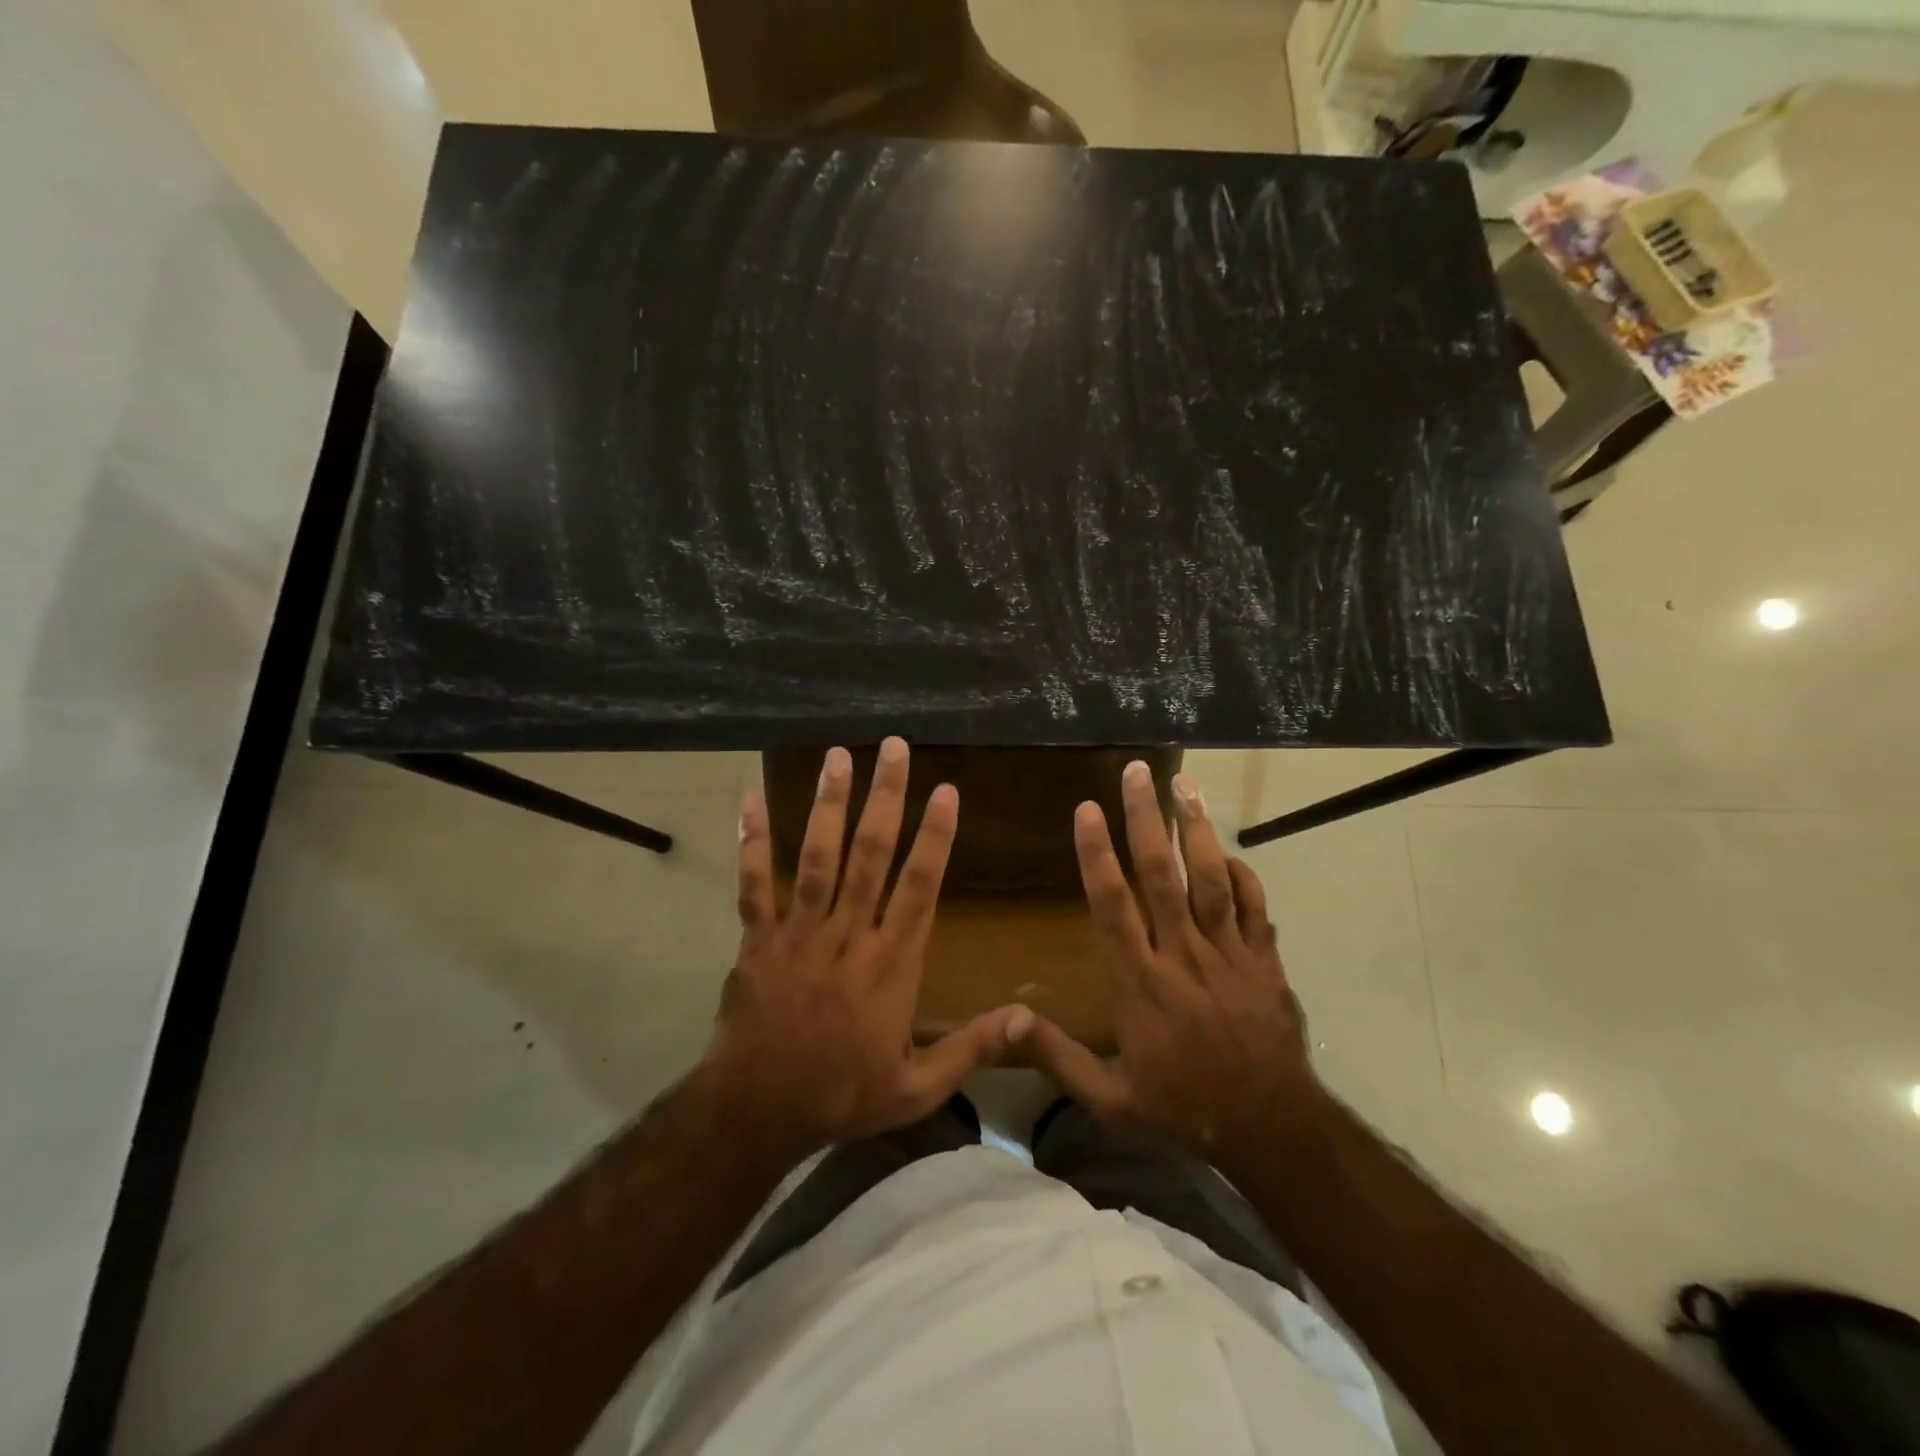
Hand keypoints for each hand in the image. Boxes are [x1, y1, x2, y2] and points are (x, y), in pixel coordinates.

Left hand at [702, 737, 1031, 1162]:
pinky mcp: (758, 940)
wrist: (755, 1113)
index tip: (946, 791)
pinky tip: (750, 800)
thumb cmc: (841, 1097)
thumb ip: (970, 1049)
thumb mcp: (917, 1089)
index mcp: (890, 965)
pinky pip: (754, 884)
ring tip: (838, 756)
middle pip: (870, 855)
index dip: (934, 837)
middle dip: (885, 798)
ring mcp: (798, 933)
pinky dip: (752, 842)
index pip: (919, 888)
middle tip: (894, 747)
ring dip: (828, 805)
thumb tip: (1026, 1017)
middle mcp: (847, 935)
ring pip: (817, 858)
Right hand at [1023, 761, 1324, 1166]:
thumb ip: (1056, 1057)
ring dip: (1197, 830)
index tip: (1087, 809)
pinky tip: (1229, 851)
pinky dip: (1243, 875)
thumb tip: (1004, 1020)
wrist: (1272, 1131)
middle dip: (1146, 819)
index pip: (1113, 905)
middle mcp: (1183, 956)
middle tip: (1138, 771)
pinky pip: (1255, 908)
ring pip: (1211, 880)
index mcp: (1141, 982)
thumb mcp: (1109, 1100)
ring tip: (1186, 785)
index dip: (1097, 854)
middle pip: (1161, 875)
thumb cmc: (1183, 1110)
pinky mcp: (1266, 962)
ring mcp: (1229, 955)